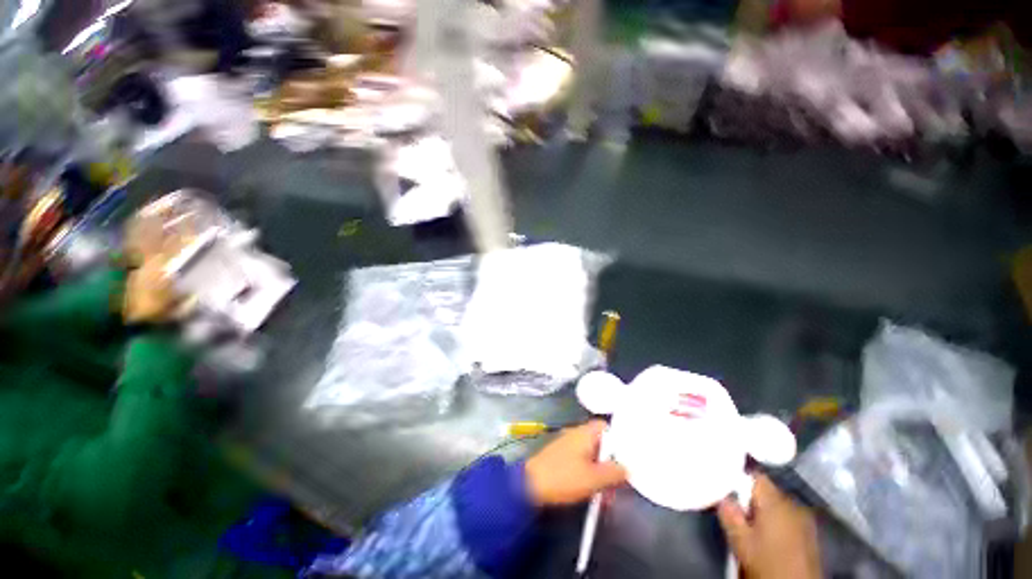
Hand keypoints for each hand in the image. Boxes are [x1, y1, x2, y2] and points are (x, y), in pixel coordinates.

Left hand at [524, 420, 627, 506]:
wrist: (530, 485)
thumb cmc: (563, 477)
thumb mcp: (594, 478)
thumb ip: (614, 472)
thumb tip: (627, 468)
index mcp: (584, 432)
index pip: (606, 426)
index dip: (618, 439)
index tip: (627, 457)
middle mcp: (576, 434)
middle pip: (600, 442)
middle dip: (611, 461)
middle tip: (618, 482)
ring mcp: (567, 444)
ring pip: (591, 454)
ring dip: (601, 471)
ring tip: (606, 493)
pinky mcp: (560, 456)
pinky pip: (581, 460)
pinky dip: (589, 472)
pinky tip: (592, 490)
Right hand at [717, 475, 820, 578]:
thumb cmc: (768, 564)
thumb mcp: (741, 541)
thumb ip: (729, 514)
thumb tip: (721, 496)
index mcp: (776, 501)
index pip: (755, 475)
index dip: (738, 476)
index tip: (723, 484)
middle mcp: (794, 504)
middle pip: (766, 490)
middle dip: (749, 497)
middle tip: (734, 508)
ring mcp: (805, 520)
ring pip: (777, 504)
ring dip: (763, 510)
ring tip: (749, 524)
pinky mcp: (810, 534)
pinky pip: (787, 517)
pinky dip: (775, 521)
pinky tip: (767, 535)